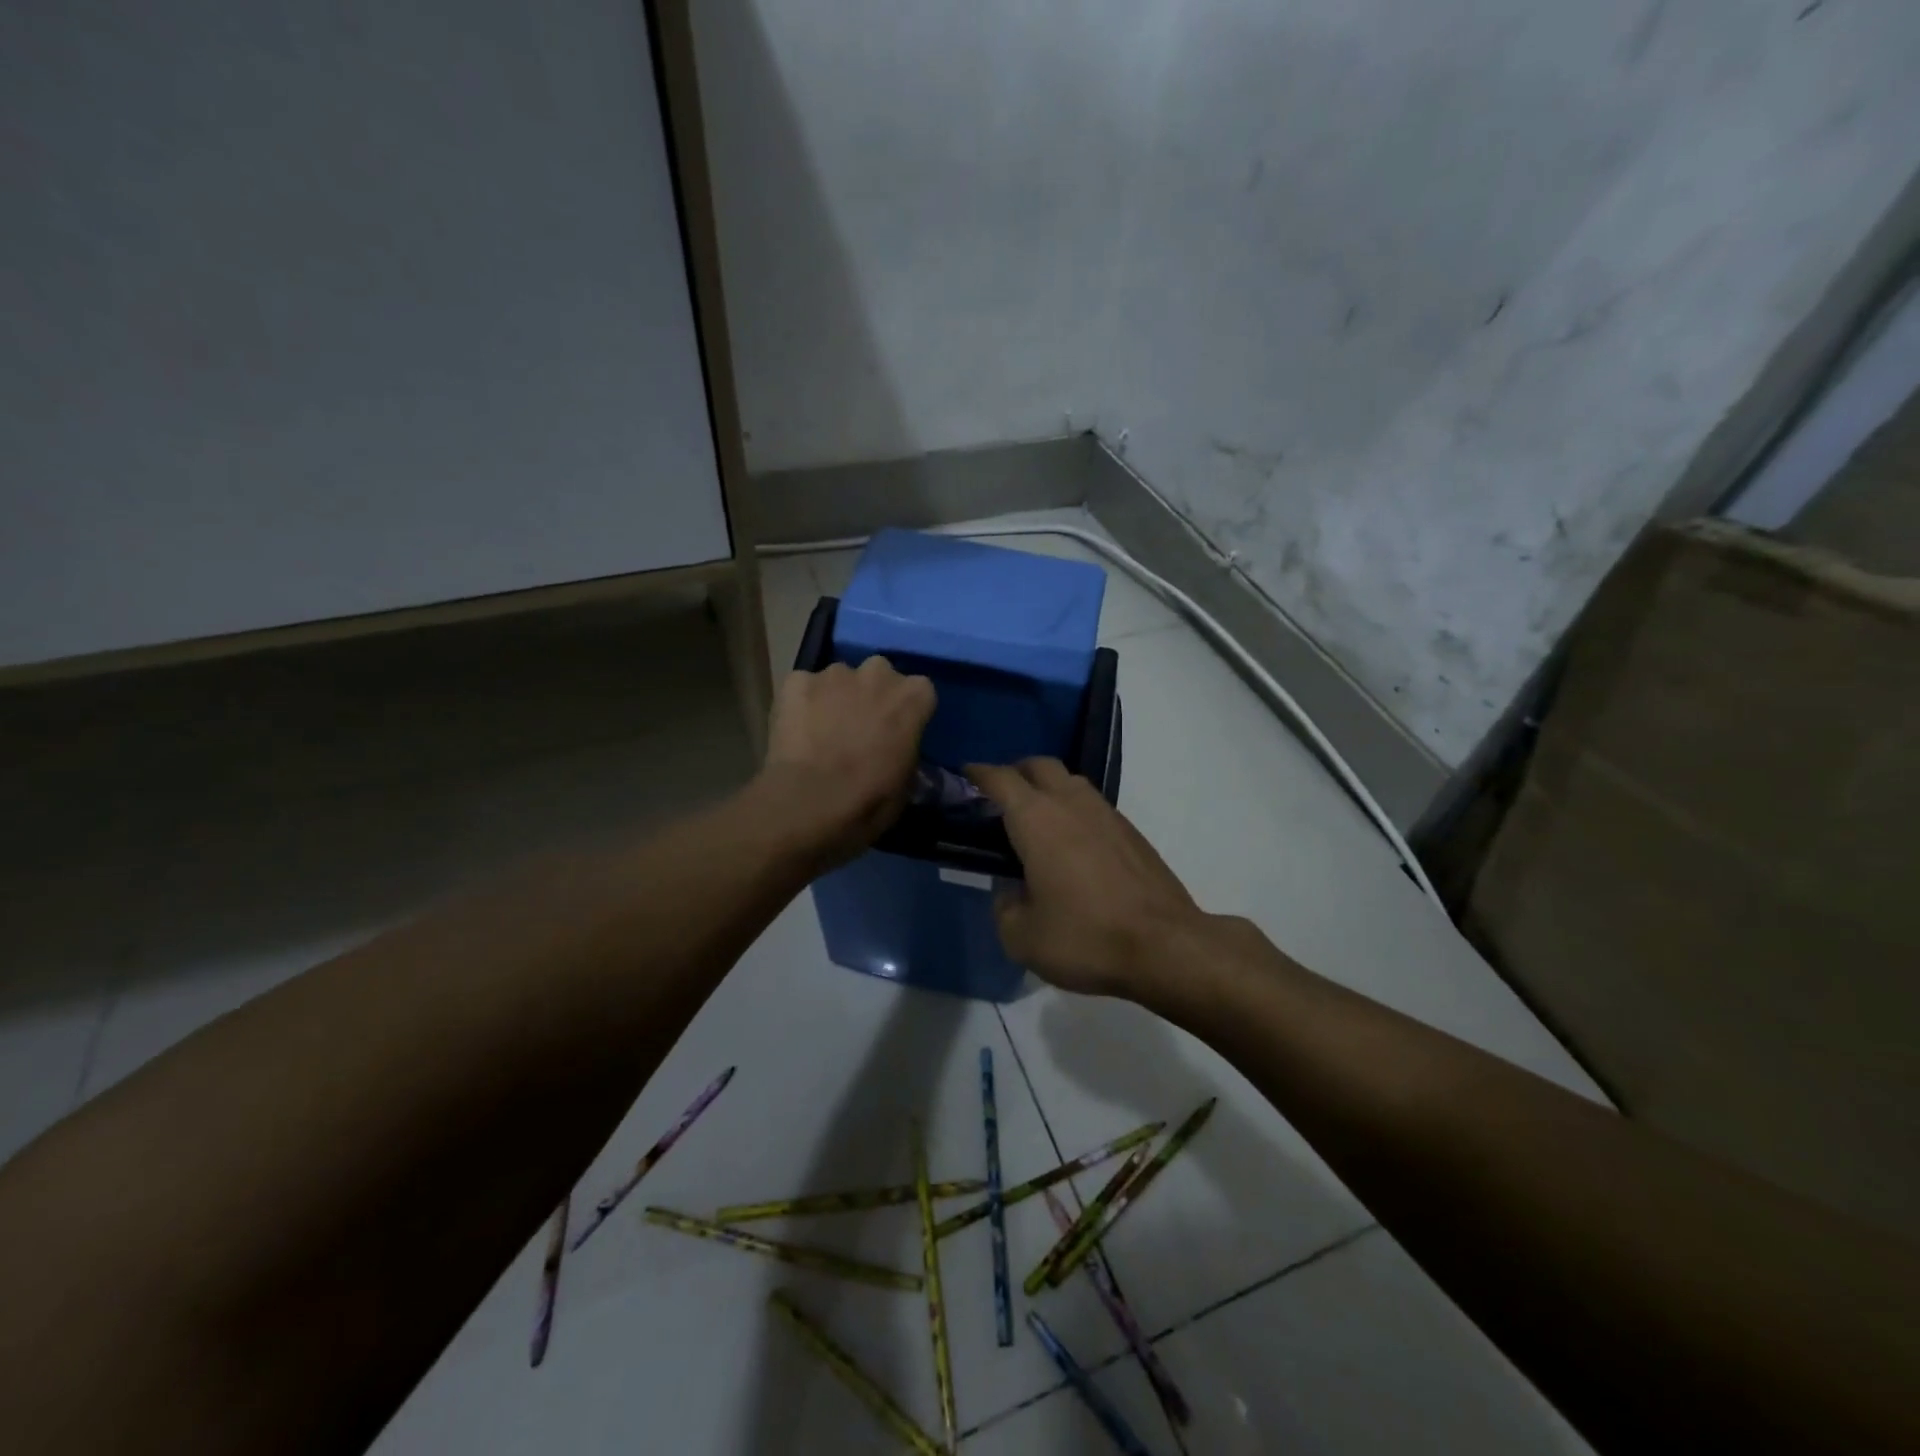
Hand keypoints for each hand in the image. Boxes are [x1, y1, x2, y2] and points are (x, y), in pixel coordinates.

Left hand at [755, 657, 935, 865]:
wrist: (809, 803)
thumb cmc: (869, 801)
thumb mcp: (906, 784)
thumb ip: (905, 753)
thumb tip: (896, 752)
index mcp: (913, 696)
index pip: (919, 692)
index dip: (906, 713)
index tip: (897, 733)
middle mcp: (877, 673)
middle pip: (879, 675)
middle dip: (872, 696)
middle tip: (860, 730)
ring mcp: (834, 674)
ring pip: (839, 680)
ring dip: (836, 699)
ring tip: (823, 733)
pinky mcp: (795, 681)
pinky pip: (803, 688)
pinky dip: (801, 705)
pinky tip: (796, 732)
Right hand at [966, 759, 1207, 997]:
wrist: (1165, 946)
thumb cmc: (1085, 937)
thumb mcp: (1022, 937)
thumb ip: (1004, 908)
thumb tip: (1011, 893)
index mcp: (1036, 819)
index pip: (1000, 779)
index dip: (978, 773)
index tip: (965, 775)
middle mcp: (1071, 804)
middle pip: (1039, 766)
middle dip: (1016, 772)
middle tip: (1000, 797)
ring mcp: (1107, 814)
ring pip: (1071, 782)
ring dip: (1049, 788)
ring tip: (1036, 821)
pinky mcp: (1132, 832)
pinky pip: (1094, 806)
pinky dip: (1074, 811)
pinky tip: (1072, 845)